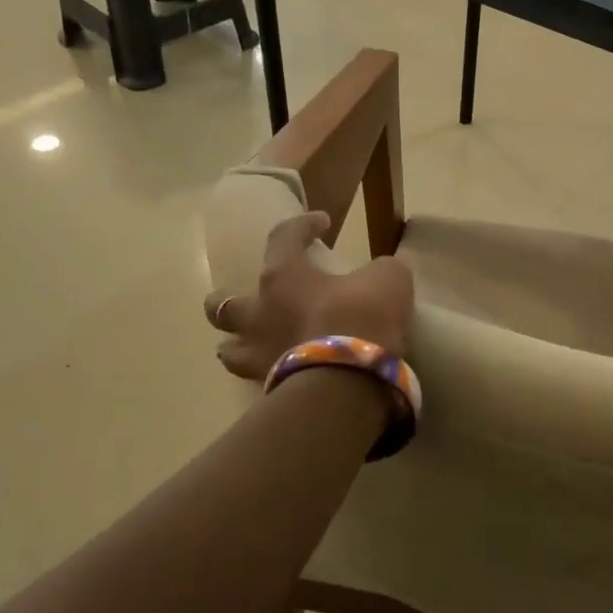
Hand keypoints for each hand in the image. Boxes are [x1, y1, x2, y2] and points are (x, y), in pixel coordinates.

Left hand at [205, 212, 412, 379]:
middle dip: (229, 298)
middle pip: (221, 303)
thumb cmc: (362, 316)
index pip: (283, 237)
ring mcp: (258, 353)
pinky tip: (283, 373)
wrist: (350, 380)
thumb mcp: (389, 278)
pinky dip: (267, 374)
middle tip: (256, 299)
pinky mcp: (269, 388)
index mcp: (283, 275)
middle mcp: (258, 312)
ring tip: (258, 343)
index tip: (323, 223)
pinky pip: (257, 380)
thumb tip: (391, 262)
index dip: (303, 224)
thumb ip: (384, 268)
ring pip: (227, 349)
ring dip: (239, 343)